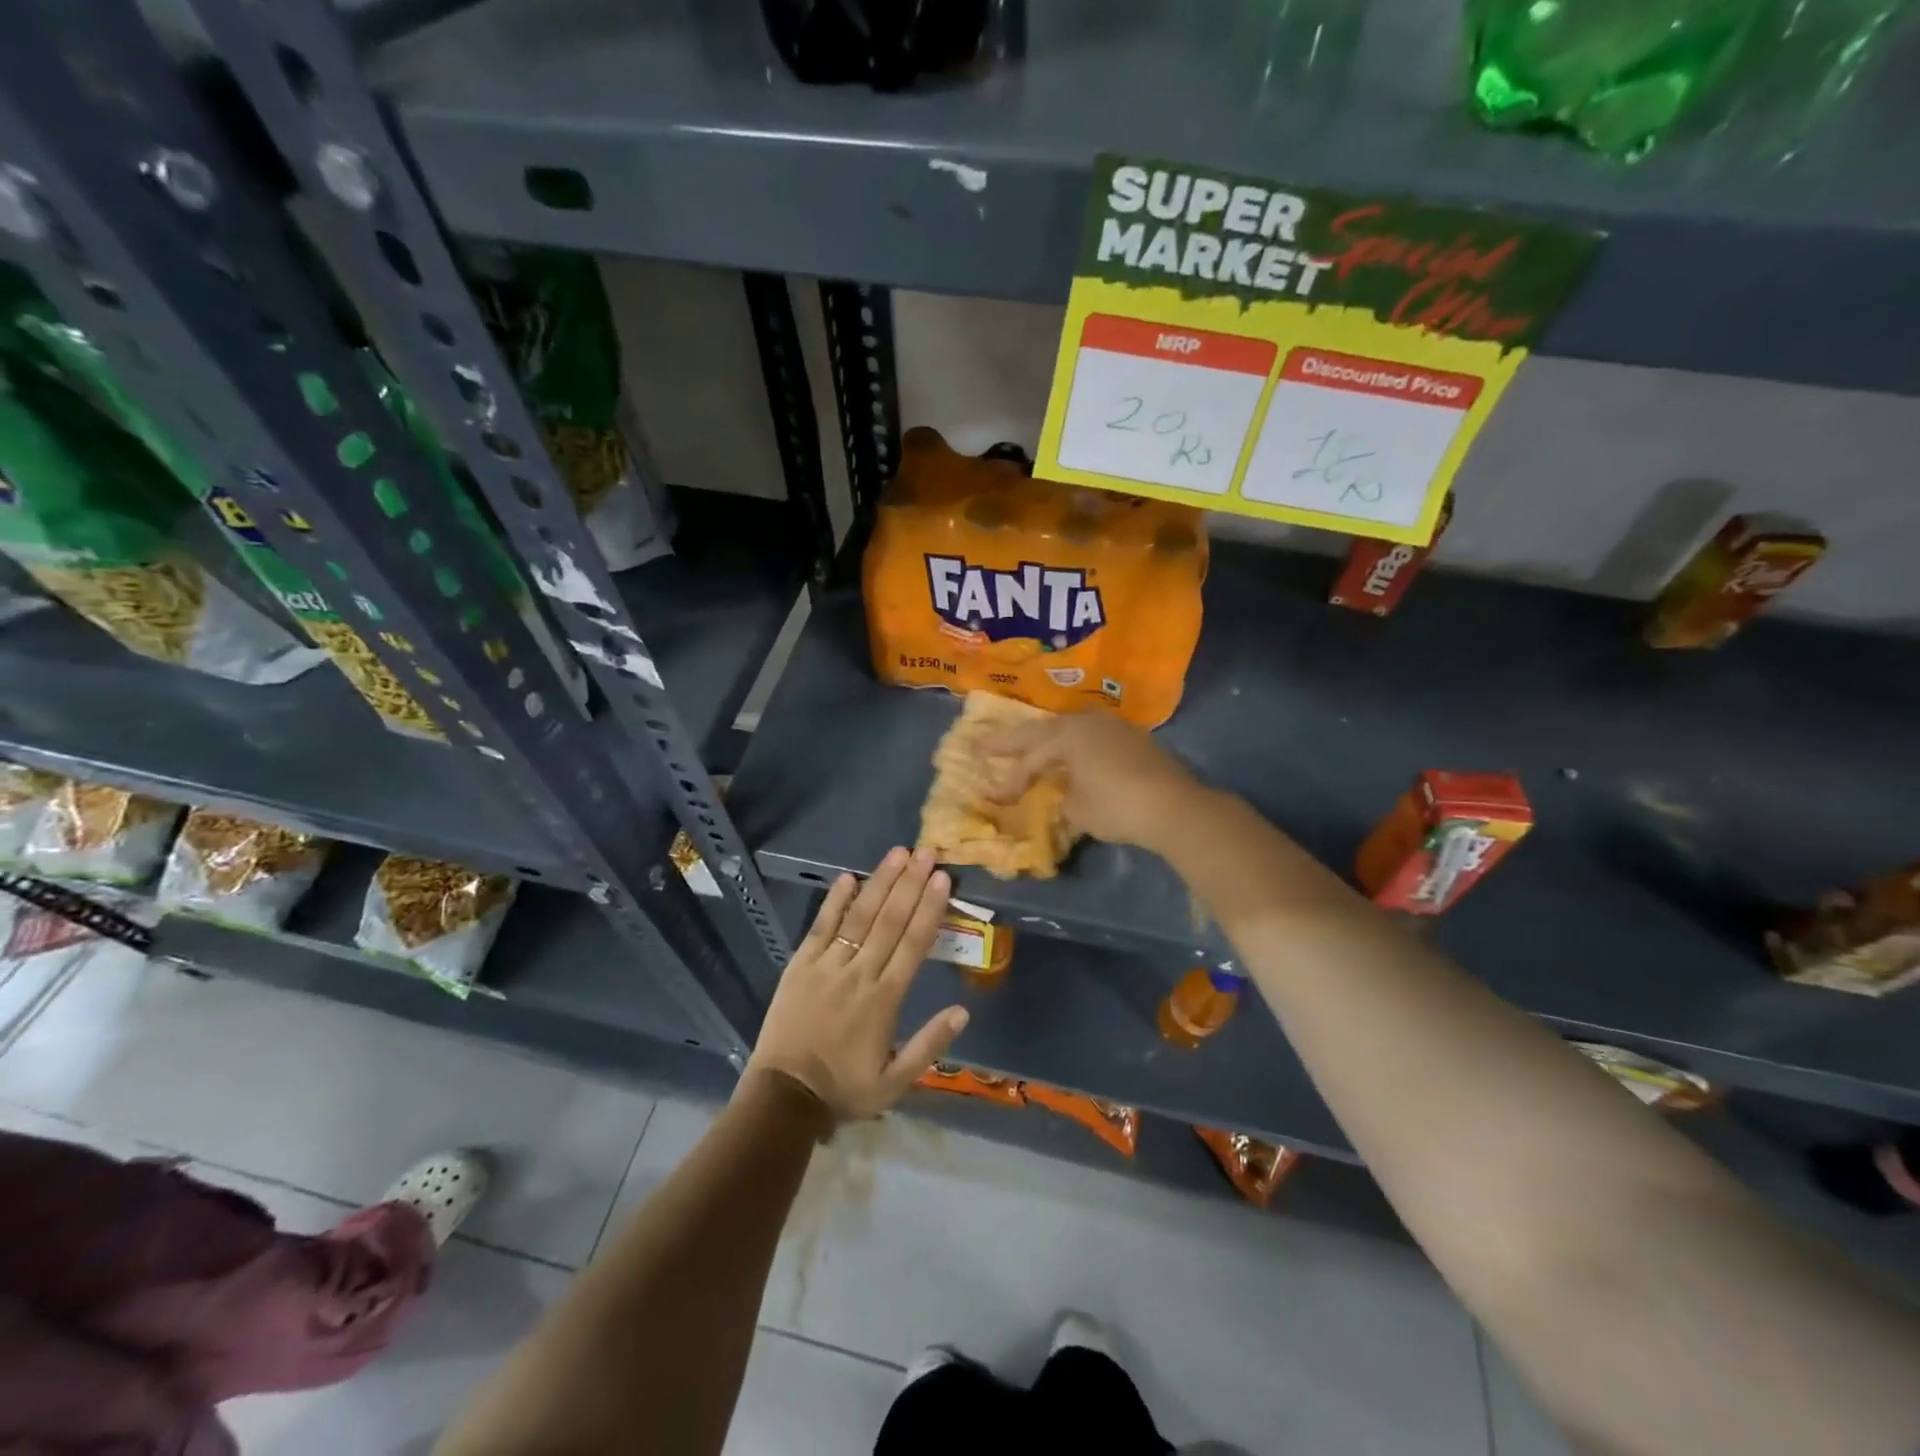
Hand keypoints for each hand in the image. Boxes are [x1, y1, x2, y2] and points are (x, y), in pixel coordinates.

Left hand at [744, 847, 968, 1122]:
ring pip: (859, 916)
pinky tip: (847, 877)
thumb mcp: (896, 1083)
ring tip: (897, 854)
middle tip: (926, 852)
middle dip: (910, 883)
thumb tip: (963, 1011)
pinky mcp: (800, 966)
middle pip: (890, 920)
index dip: (929, 908)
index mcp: (885, 999)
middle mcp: (860, 973)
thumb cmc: (844, 1088)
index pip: (914, 944)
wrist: (784, 1097)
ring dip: (880, 883)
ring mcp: (827, 966)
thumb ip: (929, 1045)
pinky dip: (834, 901)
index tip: (942, 879)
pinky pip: (820, 927)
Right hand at [984, 713, 1204, 852]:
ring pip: (1067, 728)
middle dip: (1012, 741)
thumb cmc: (1118, 808)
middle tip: (985, 745)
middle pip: (1041, 731)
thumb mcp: (1078, 810)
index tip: (994, 798)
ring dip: (1045, 738)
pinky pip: (1089, 735)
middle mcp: (1085, 723)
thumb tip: (1063, 793)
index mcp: (1066, 736)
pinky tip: (1069, 754)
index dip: (1010, 780)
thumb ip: (1061, 798)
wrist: (1174, 807)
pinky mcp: (1130, 737)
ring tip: (1027, 746)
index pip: (1029, 759)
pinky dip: (1071, 744)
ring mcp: (1111, 726)